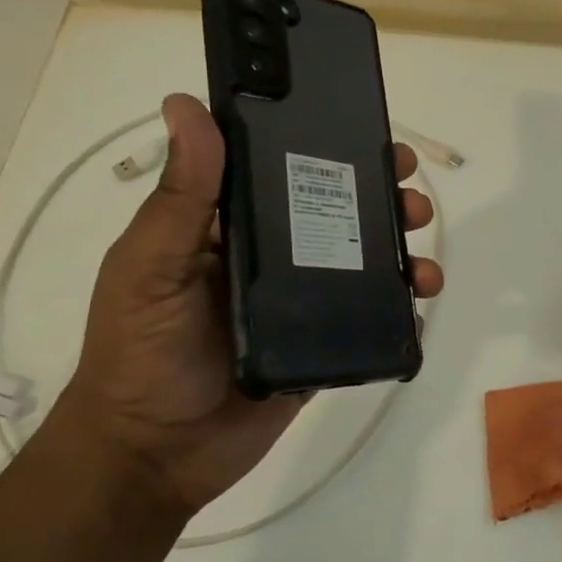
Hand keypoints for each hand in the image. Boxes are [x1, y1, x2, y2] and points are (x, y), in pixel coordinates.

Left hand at [60, 93, 443, 514]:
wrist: (154, 457)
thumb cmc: (139, 354)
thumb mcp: (149, 267)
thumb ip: (180, 196)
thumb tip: (186, 104)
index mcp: (229, 228)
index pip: (285, 172)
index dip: (329, 149)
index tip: (372, 135)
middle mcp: (270, 257)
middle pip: (337, 213)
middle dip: (381, 198)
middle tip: (412, 197)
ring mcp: (300, 302)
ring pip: (362, 261)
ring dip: (400, 249)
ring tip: (422, 257)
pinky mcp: (321, 344)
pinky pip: (370, 315)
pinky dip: (401, 304)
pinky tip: (420, 300)